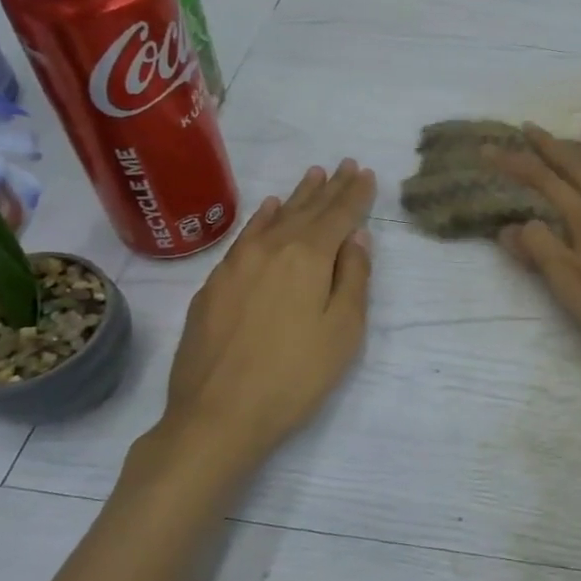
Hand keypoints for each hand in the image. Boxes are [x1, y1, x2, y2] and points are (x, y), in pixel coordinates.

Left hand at [132, 159, 375, 492]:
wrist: (217, 415)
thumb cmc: (294, 376)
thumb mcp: (342, 331)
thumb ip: (353, 279)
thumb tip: (356, 239)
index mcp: (307, 257)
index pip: (338, 216)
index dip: (355, 195)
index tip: (366, 174)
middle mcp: (270, 249)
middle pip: (307, 210)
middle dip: (330, 188)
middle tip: (345, 165)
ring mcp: (236, 264)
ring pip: (274, 219)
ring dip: (298, 196)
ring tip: (314, 175)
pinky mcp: (214, 284)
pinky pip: (245, 236)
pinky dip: (262, 218)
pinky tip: (269, 210)